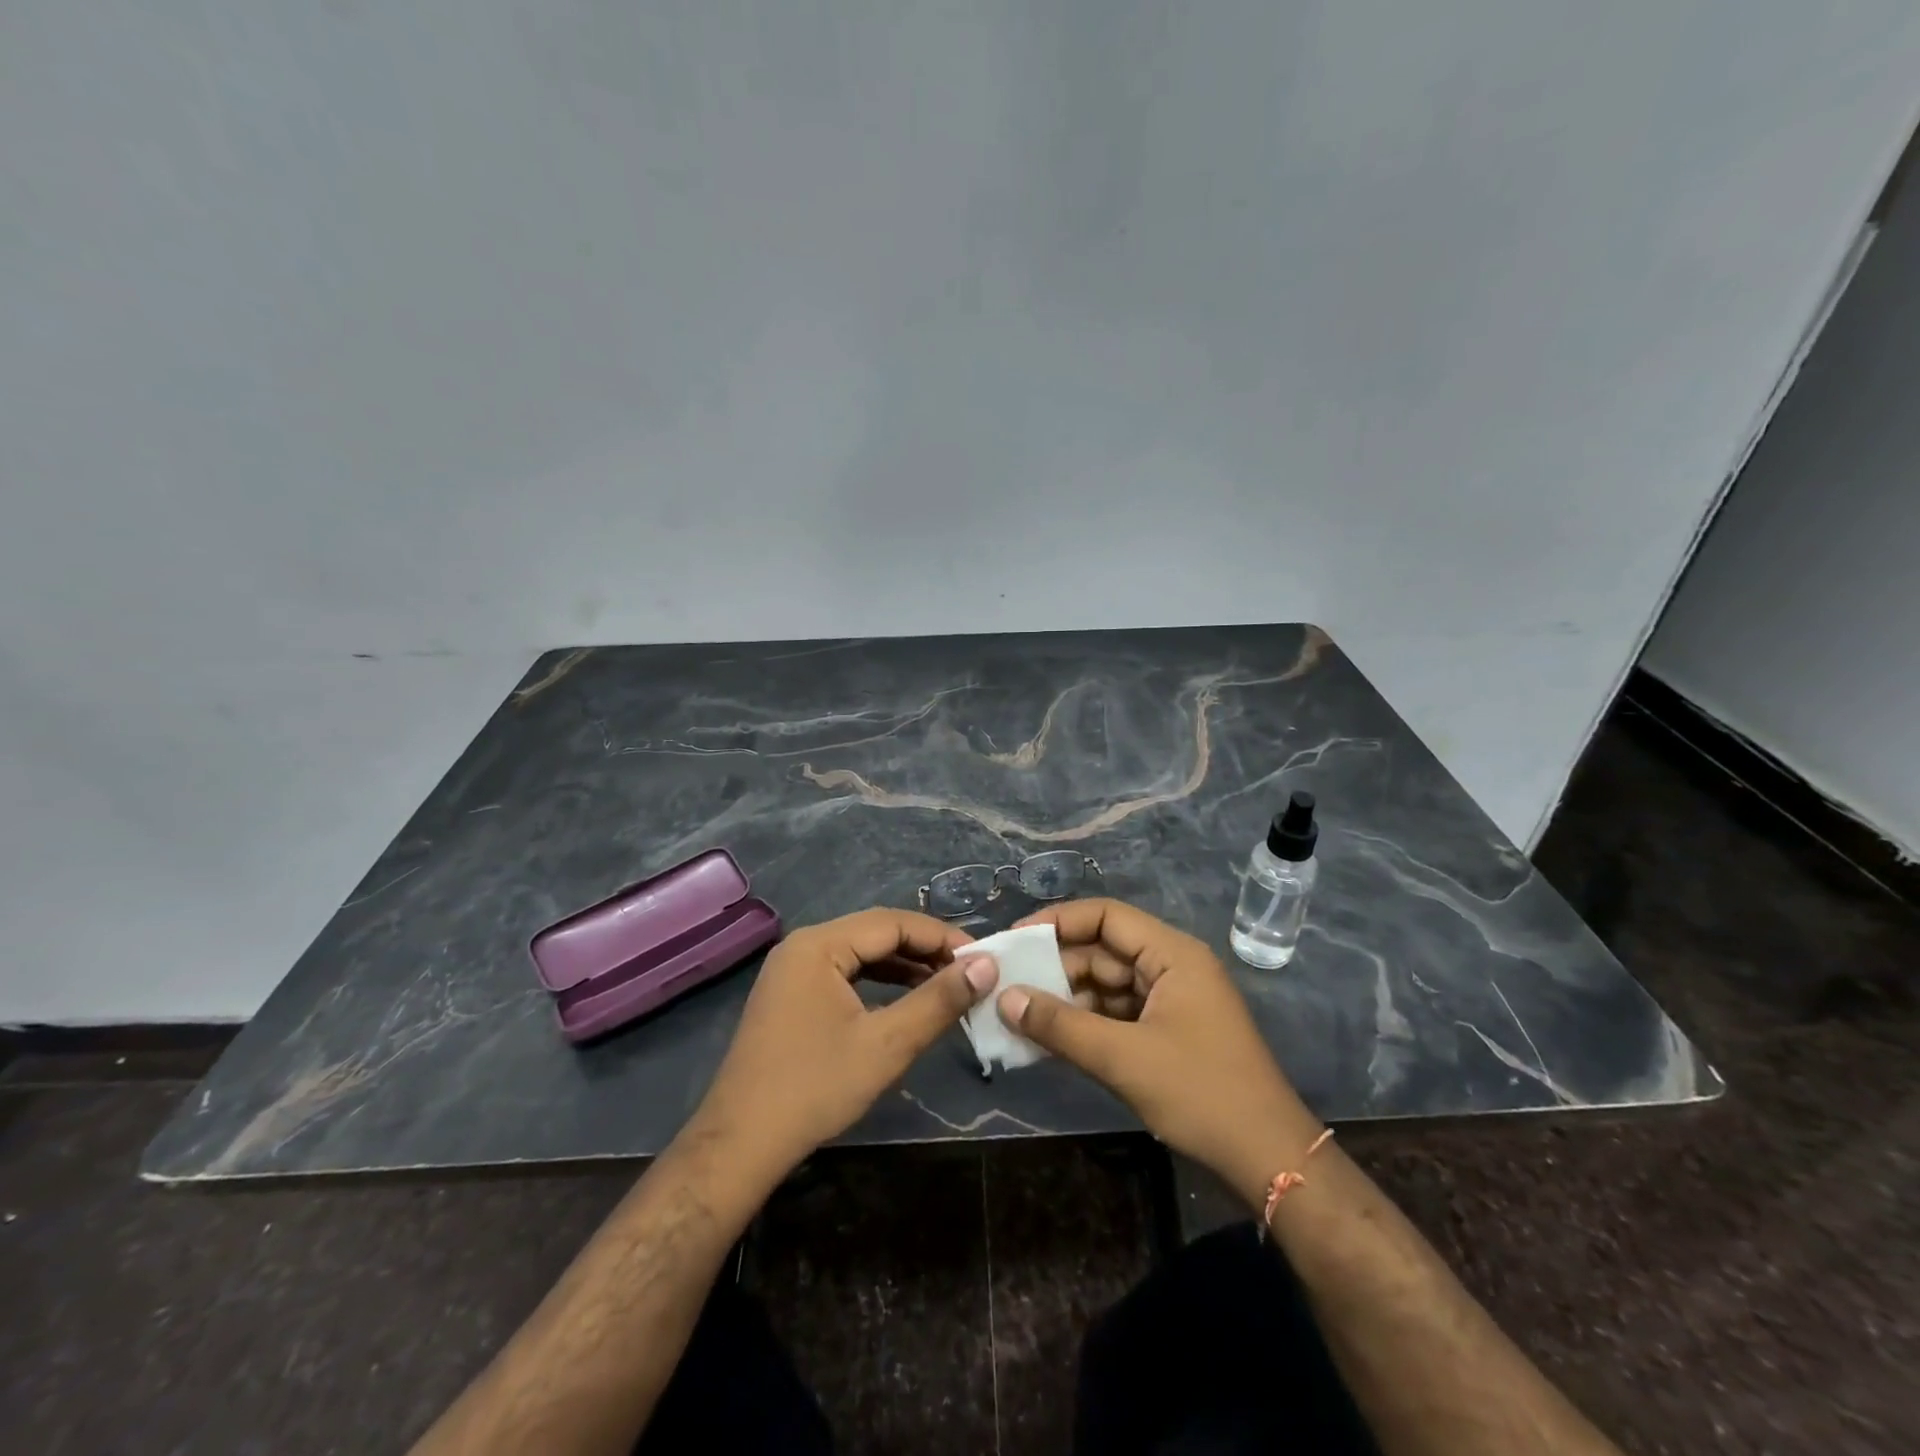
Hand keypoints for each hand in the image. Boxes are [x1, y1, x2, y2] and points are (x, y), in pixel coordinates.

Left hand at [685, 908, 998, 1187]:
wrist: (740, 1145)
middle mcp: (803, 946)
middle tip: (969, 974)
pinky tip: (906, 1000)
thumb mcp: (887, 1044)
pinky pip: (845, 974)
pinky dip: (879, 983)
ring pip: (861, 953)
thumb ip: (938, 1000)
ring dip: (905, 966)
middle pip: (876, 933)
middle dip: (925, 950)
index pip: (893, 922)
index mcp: (819, 944)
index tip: (982, 959)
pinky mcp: (791, 995)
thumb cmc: (815, 1089)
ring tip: (947, 986)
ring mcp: (793, 970)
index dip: (942, 938)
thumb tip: (986, 965)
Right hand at [999, 898, 1320, 1210]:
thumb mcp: (1123, 1058)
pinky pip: (1118, 1014)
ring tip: (1018, 1013)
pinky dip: (1086, 1023)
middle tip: (1006, 983)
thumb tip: (1004, 999)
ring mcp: (1172, 1001)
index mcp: (1173, 954)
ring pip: (1107, 985)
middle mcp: (1173, 967)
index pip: (1106, 916)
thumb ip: (1060, 1026)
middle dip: (1056, 966)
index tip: (1014, 940)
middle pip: (1103, 951)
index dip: (1057, 921)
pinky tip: (1050, 1039)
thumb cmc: (1201, 1094)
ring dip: (1067, 999)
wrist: (1270, 1160)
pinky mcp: (1169, 1033)